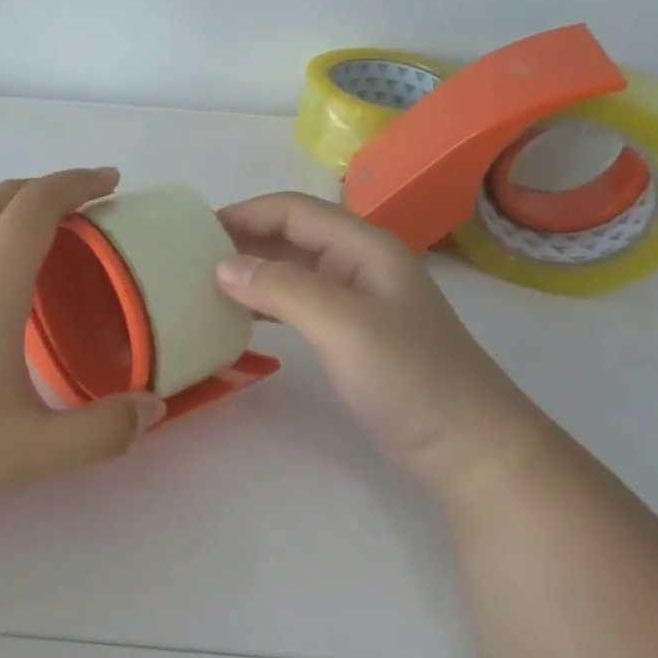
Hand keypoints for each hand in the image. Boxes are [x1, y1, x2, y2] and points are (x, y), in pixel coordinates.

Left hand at [0, 168, 166, 511]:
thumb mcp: (31, 452)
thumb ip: (101, 433)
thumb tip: (153, 408)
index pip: (36, 205)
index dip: (77, 182)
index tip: (111, 182)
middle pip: (5, 195)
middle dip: (53, 186)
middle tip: (92, 202)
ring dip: (16, 200)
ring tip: (49, 223)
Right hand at [215, 192, 543, 489]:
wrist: (469, 448)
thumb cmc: (411, 378)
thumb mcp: (344, 325)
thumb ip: (283, 289)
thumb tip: (222, 265)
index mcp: (363, 246)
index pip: (292, 210)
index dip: (244, 213)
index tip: (193, 232)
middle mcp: (358, 263)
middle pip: (291, 235)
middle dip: (242, 240)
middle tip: (188, 260)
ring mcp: (356, 300)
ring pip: (292, 269)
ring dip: (251, 271)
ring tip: (204, 285)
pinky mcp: (351, 334)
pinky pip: (298, 303)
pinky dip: (266, 303)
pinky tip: (239, 318)